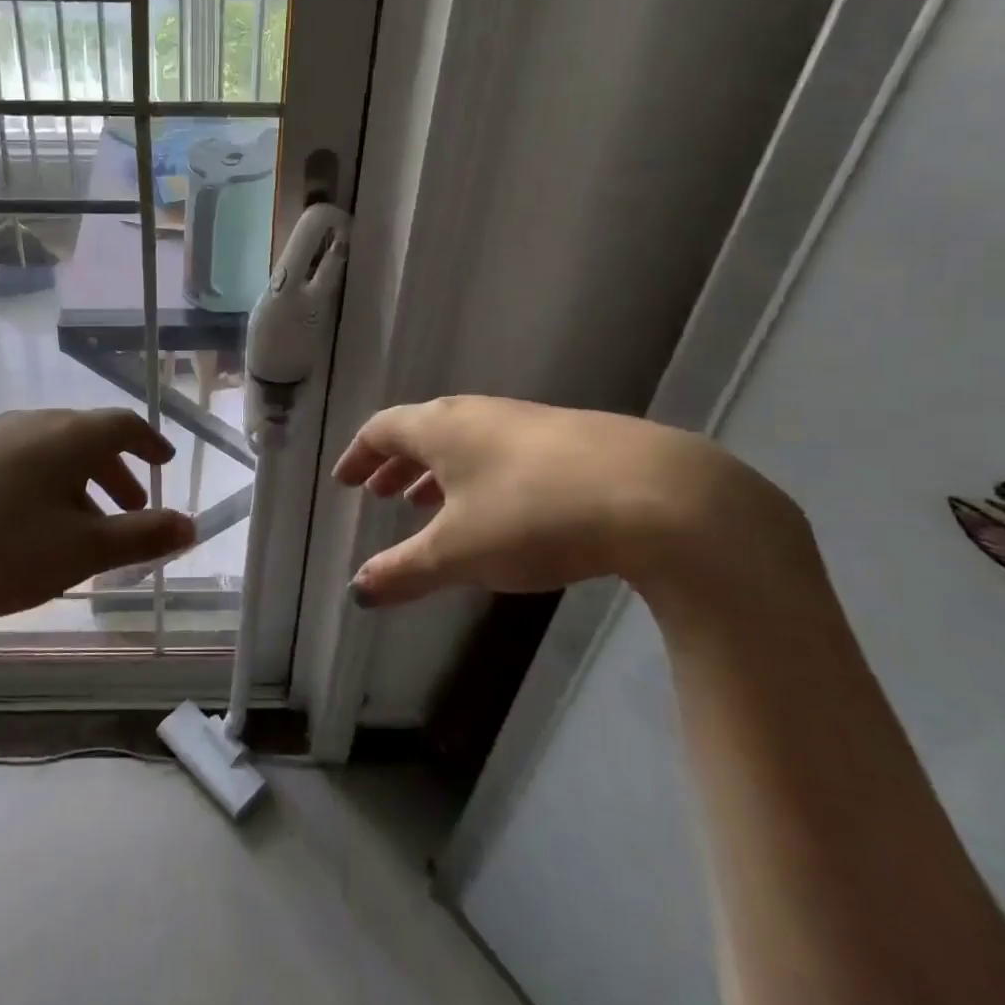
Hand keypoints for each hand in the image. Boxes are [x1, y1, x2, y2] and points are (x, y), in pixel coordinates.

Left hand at [0, 409, 193, 653]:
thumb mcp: (80, 551)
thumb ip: (139, 537)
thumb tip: (189, 524)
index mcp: (67, 436)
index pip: (122, 425)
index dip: (149, 443)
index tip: (164, 461)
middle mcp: (27, 425)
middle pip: (83, 438)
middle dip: (113, 471)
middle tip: (129, 506)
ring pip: (43, 452)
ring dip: (71, 483)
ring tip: (74, 526)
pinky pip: (5, 464)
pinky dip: (30, 487)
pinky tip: (13, 527)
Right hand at [333, 396, 805, 606]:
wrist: (659, 496)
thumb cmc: (533, 516)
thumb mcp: (458, 553)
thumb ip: (403, 571)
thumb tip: (357, 590)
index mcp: (442, 428)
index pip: (383, 430)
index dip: (359, 455)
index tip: (346, 480)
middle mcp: (479, 414)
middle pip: (423, 431)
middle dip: (396, 465)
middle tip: (380, 493)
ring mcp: (529, 422)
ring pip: (466, 442)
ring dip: (439, 472)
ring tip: (429, 505)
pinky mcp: (573, 439)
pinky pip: (503, 452)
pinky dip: (480, 476)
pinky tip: (498, 510)